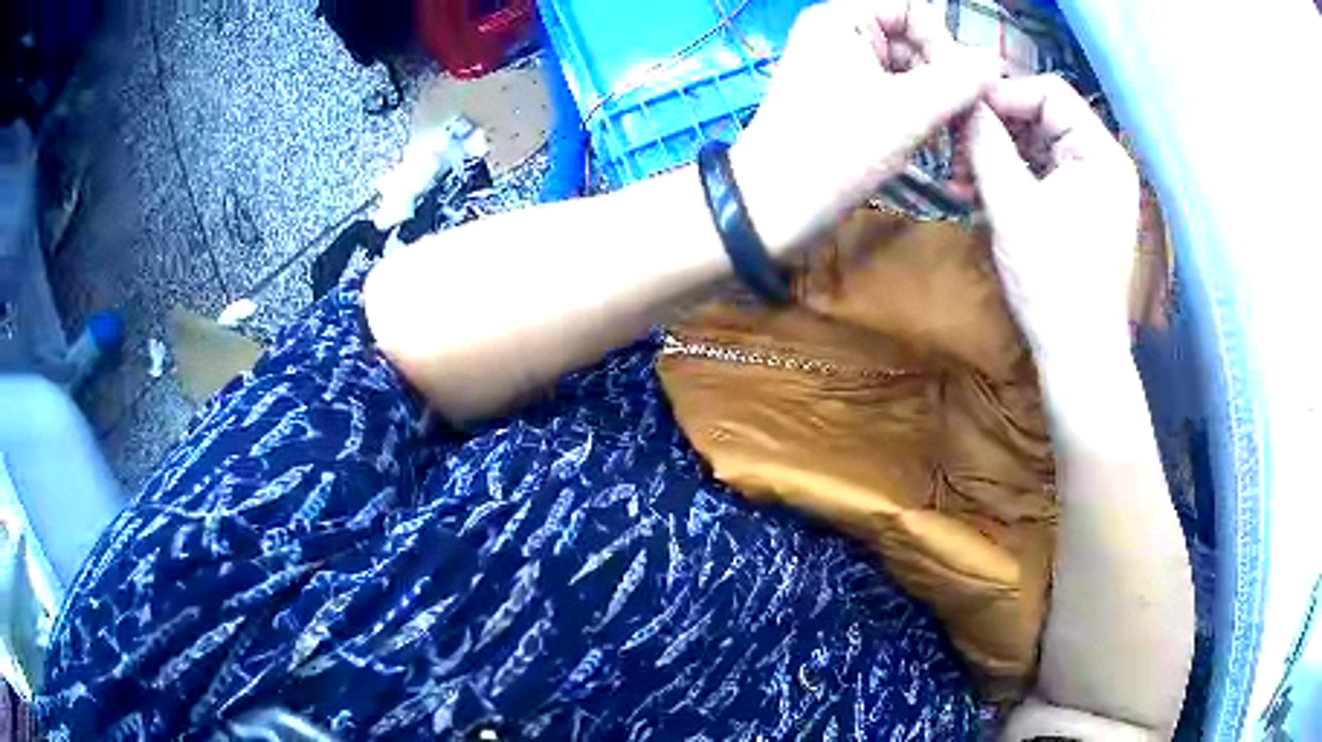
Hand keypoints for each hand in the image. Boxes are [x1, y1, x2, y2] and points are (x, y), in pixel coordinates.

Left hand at [732, 0, 998, 254]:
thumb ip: (959, 81)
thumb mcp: (908, 111)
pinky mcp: (844, 99)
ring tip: (950, 139)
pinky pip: (893, 93)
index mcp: (842, 18)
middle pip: (913, 40)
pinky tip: (929, 143)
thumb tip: (995, 61)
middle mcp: (838, 33)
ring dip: (936, 101)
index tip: (963, 86)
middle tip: (966, 120)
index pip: (913, 8)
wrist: (772, 207)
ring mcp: (839, 67)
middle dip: (944, 77)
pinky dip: (917, 115)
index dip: (945, 42)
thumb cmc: (837, 149)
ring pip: (907, 70)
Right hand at [966, 75, 1139, 365]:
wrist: (1079, 354)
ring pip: (1039, 147)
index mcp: (1100, 152)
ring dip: (998, 155)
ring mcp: (1095, 188)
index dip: (1002, 94)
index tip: (960, 111)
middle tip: (954, 148)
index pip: (1048, 92)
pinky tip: (980, 193)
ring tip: (961, 178)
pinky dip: (1012, 178)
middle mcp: (1103, 162)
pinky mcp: (1083, 211)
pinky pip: (1044, 176)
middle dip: (996, 128)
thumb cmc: (1053, 279)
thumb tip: (961, 101)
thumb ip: (985, 142)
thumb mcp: (1012, 204)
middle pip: (1043, 117)